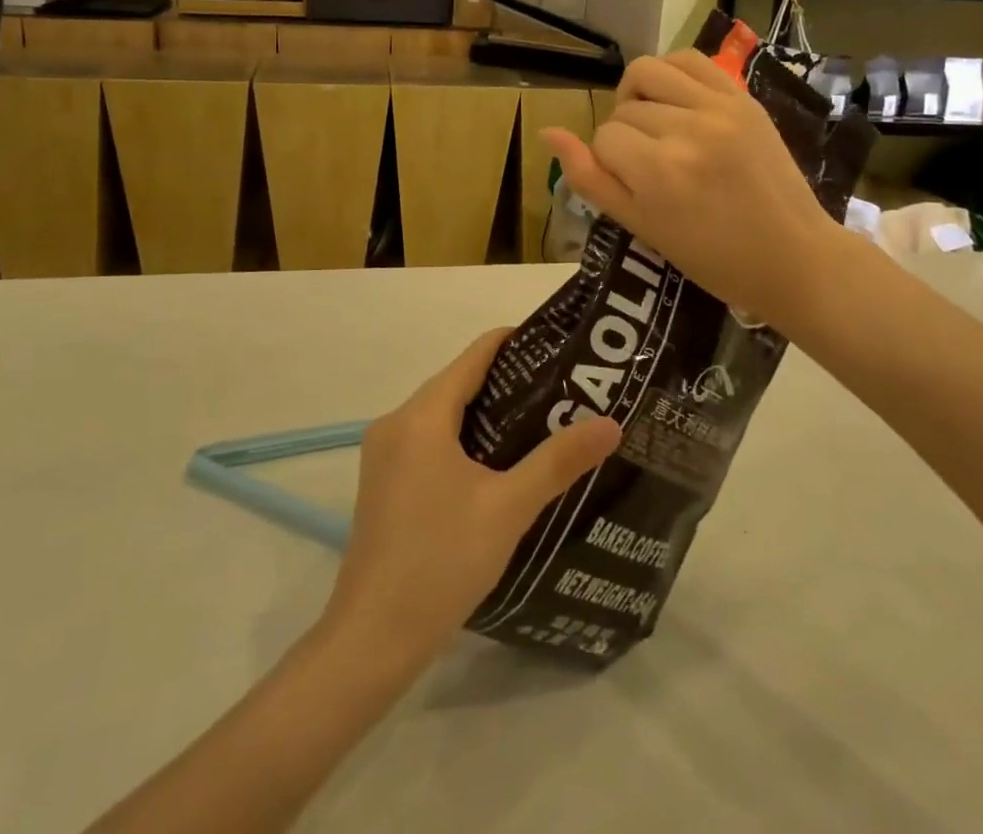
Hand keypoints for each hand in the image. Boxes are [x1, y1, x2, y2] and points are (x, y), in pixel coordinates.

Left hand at [324, 329, 621, 665]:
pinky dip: (461, 438)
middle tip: (560, 389)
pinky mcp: (382, 482)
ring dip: (484, 413)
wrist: (373, 638)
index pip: (473, 357)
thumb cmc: (441, 562)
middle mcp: (395, 423)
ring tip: (538, 422)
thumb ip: (558, 462)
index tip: (556, 345)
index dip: (513, 343)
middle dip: (506, 381)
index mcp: (421, 416)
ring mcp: (383, 454)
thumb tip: (610, 423)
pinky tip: (495, 464)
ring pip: (441, 414)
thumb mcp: (508, 508)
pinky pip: (427, 441)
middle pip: (456, 383)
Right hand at [543, 50, 841, 327]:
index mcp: (659, 172)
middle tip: (649, 166)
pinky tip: (673, 98)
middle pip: (624, 110)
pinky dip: (669, 72)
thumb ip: (590, 179)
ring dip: (637, 95)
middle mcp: (687, 130)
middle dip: (625, 136)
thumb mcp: (641, 226)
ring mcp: (719, 108)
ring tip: (653, 122)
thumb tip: (548, 133)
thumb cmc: (711, 257)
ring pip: (647, 73)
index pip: (603, 139)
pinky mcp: (743, 98)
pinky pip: (689, 60)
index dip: (608, 162)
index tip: (634, 186)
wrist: (792, 256)